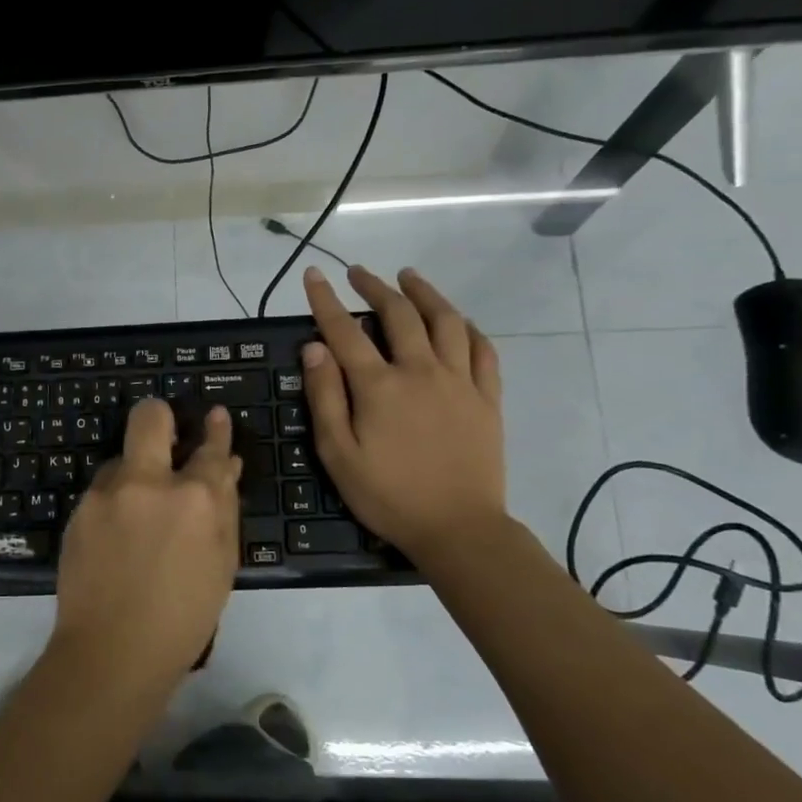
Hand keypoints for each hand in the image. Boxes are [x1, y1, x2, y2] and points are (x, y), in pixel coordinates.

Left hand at [53, 397, 242, 687]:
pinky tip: (116, 536)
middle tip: (165, 433)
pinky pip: (102, 491)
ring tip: (137, 513)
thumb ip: (224, 508)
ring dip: (133, 473)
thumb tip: (225, 468)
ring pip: (120, 459)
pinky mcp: (79, 510)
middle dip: (160, 416)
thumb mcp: (221, 562)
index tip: (213, 415)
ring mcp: (107, 493)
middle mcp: (148, 482)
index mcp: (195, 497)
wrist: (113, 650)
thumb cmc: (184, 616)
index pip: (210, 448)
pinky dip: (114, 502)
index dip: (216, 430)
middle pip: (150, 417)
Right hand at [301, 264, 506, 557]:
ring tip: (409, 277)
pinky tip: (459, 320)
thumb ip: (325, 397)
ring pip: (445, 321)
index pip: (345, 331)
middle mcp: (420, 371)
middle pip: (399, 315)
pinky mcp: (487, 398)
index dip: (326, 300)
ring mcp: (460, 382)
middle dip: (375, 287)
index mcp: (379, 386)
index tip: (314, 275)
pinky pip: (483, 350)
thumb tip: (314, 348)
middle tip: (359, 272)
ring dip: (425, 293)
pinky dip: (469, 328)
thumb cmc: (388, 496)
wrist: (458, 528)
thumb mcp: (338, 454)